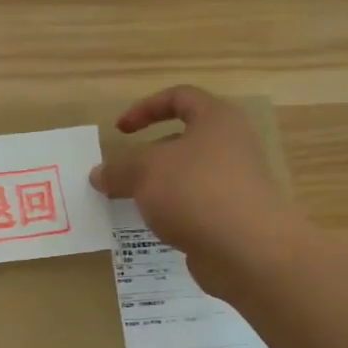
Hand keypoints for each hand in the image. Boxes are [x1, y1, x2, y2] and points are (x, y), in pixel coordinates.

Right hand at [91, 86, 299, 292]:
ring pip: (188, 175)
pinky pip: (196, 205)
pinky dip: (174, 212)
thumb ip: (118, 169)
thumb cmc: (195, 191)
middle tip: (121, 175)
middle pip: (183, 140)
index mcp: (217, 119)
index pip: (180, 97)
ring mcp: (236, 183)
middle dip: (147, 155)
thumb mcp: (144, 172)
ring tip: (132, 203)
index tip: (119, 131)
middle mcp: (232, 145)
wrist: (249, 250)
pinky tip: (156, 227)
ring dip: (158, 186)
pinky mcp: (234, 216)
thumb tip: (98, 175)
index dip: (145, 108)